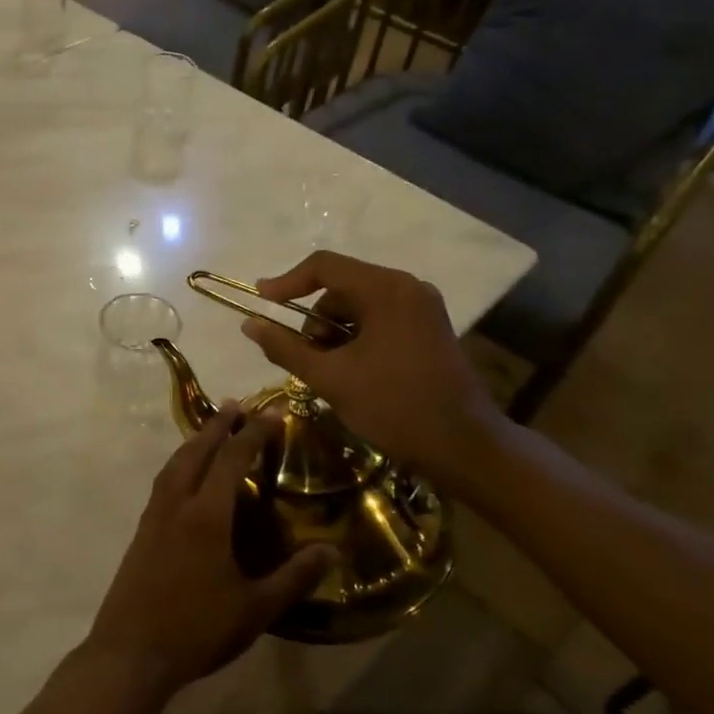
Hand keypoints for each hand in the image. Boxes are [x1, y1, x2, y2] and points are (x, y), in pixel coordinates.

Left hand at [85, 405, 334, 696]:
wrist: (131, 651)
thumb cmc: (197, 629)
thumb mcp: (255, 609)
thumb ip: (294, 577)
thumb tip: (332, 551)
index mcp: (207, 515)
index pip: (232, 460)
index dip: (253, 433)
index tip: (272, 412)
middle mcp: (177, 504)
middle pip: (198, 451)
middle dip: (218, 425)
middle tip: (236, 404)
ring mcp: (155, 515)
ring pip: (175, 463)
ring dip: (195, 441)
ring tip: (211, 429)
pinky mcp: (142, 530)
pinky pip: (163, 480)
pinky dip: (179, 463)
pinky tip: (185, 475)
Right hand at [241, 251, 508, 486]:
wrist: (464, 446)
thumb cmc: (394, 407)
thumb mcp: (331, 378)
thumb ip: (286, 348)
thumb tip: (249, 324)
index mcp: (386, 290)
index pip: (324, 266)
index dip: (286, 282)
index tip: (261, 302)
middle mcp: (407, 287)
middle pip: (342, 286)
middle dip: (315, 318)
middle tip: (304, 356)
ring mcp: (422, 307)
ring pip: (359, 304)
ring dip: (335, 331)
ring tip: (329, 370)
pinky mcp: (429, 327)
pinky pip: (380, 318)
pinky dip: (357, 337)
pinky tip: (353, 370)